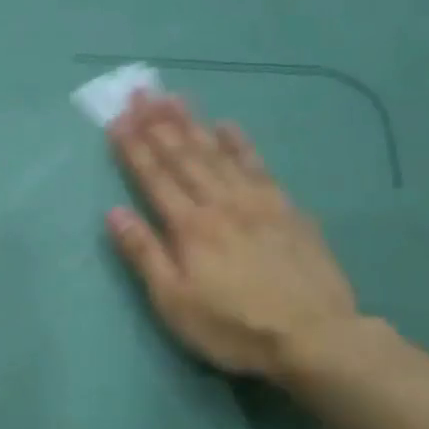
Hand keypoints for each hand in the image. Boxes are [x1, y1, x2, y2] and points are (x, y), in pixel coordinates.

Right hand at [106, 92, 362, 384]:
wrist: (313, 336)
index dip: (134, 148)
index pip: (154, 178)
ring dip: (193, 123)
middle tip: (141, 92)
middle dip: (158, 123)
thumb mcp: (175, 302)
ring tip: (174, 97)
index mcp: (190, 227)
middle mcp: (221, 202)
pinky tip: (229, 125)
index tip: (117, 119)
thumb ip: (145, 254)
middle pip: (184, 156)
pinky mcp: (287, 208)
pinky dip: (240, 143)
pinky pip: (258, 165)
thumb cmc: (233, 327)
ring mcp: (258, 201)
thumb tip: (114, 213)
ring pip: (218, 152)